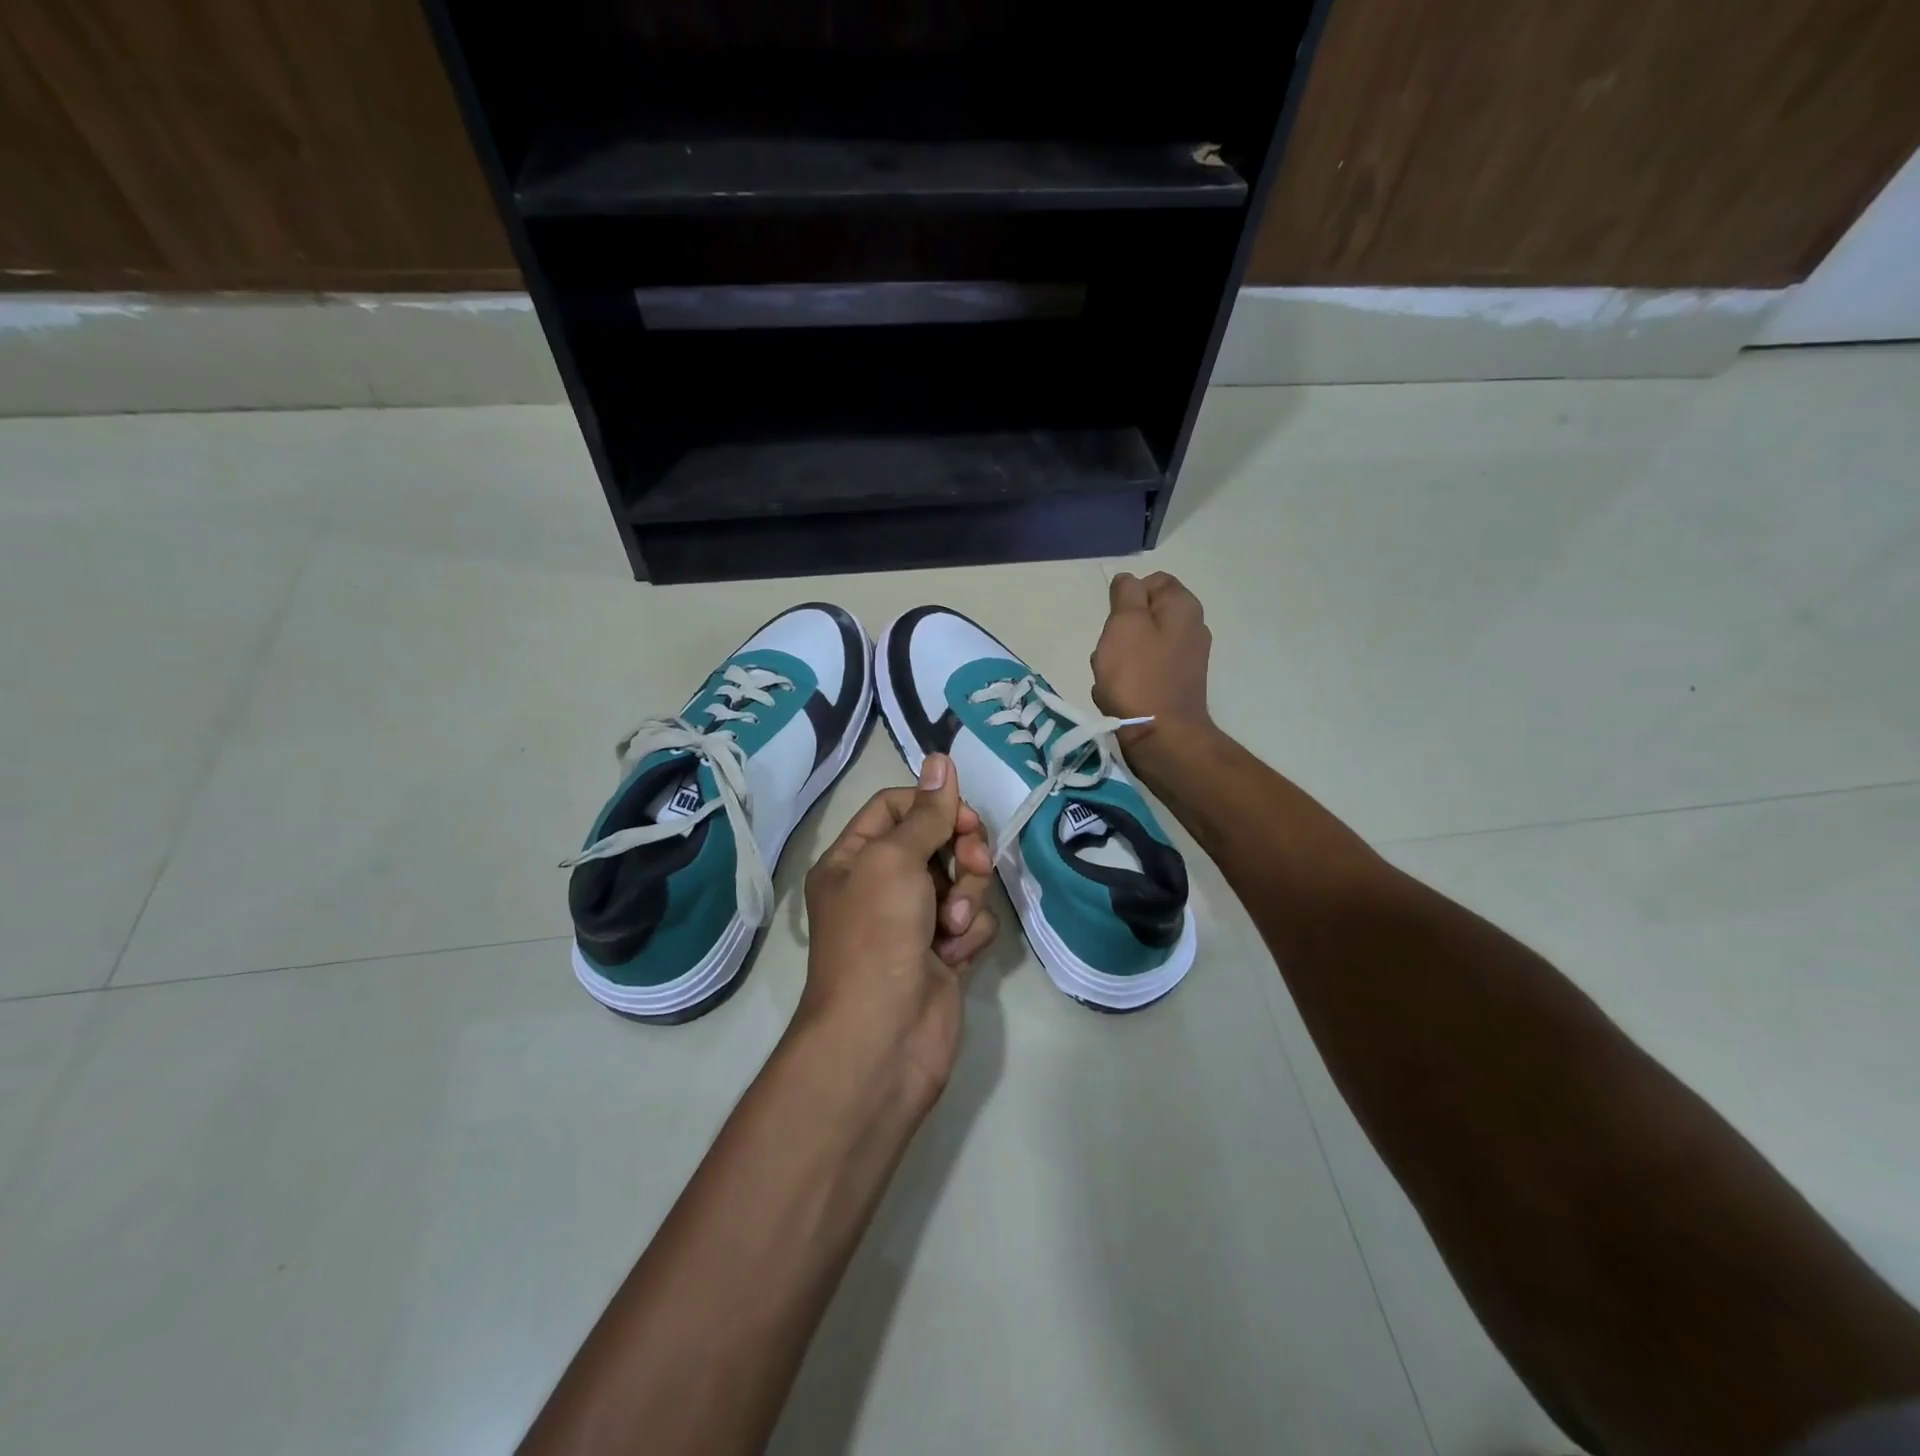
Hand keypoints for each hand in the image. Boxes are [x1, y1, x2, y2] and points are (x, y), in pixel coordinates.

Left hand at [798, 753, 997, 1108]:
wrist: (884, 1036)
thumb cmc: (877, 935)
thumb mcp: (895, 860)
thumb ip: (926, 812)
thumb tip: (940, 758)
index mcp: (855, 858)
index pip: (897, 806)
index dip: (934, 805)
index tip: (964, 817)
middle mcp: (882, 885)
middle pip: (937, 840)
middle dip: (962, 852)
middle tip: (973, 867)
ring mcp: (914, 920)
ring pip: (962, 880)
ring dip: (966, 898)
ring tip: (950, 927)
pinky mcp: (944, 951)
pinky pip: (972, 920)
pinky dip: (969, 933)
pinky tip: (954, 956)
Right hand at [1091, 571, 1214, 745]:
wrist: (1160, 736)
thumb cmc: (1138, 675)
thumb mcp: (1124, 623)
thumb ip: (1126, 594)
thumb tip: (1128, 580)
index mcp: (1183, 607)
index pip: (1153, 581)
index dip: (1127, 596)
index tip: (1114, 619)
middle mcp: (1192, 628)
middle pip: (1145, 615)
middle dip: (1120, 630)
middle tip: (1110, 650)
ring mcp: (1186, 660)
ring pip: (1140, 645)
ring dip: (1119, 658)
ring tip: (1110, 678)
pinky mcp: (1176, 686)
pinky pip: (1144, 672)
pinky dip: (1128, 680)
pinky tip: (1119, 695)